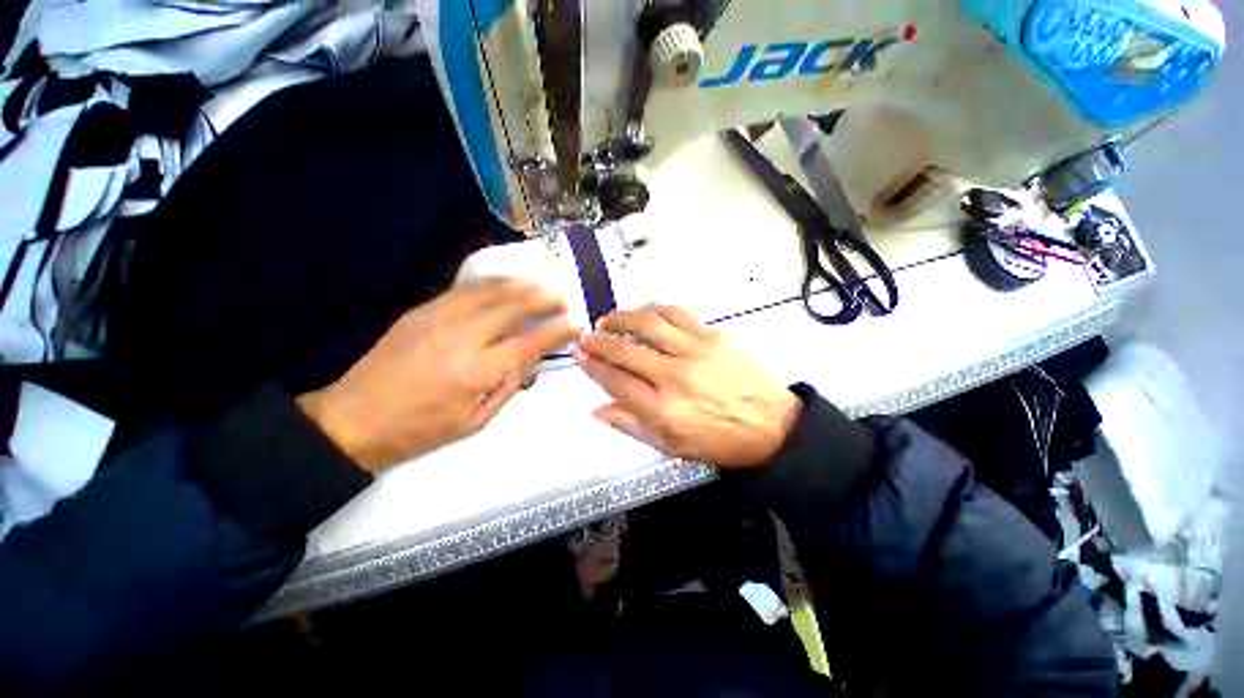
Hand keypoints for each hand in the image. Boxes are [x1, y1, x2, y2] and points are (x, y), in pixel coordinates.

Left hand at [298, 280, 577, 470]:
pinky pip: (461, 291)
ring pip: (487, 292)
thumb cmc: (420, 430)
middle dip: (541, 301)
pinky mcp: (420, 312)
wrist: (354, 420)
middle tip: (561, 297)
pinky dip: (488, 284)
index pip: (527, 344)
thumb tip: (531, 360)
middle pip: (510, 309)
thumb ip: (508, 387)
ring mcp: (437, 320)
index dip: (554, 333)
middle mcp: (460, 338)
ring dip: (517, 286)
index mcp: (476, 372)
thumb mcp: (474, 423)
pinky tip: (501, 283)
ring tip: (537, 284)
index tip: (573, 325)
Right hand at [576, 305, 800, 468]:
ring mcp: (694, 352)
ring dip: (621, 318)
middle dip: (598, 340)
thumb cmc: (718, 441)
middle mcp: (674, 377)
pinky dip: (654, 308)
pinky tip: (642, 310)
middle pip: (625, 350)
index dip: (593, 366)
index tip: (580, 356)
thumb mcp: (670, 446)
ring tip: (608, 319)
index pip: (615, 380)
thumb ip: (630, 426)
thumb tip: (598, 408)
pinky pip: (677, 314)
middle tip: (586, 336)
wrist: (771, 426)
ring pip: (647, 325)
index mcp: (662, 410)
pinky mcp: (713, 336)